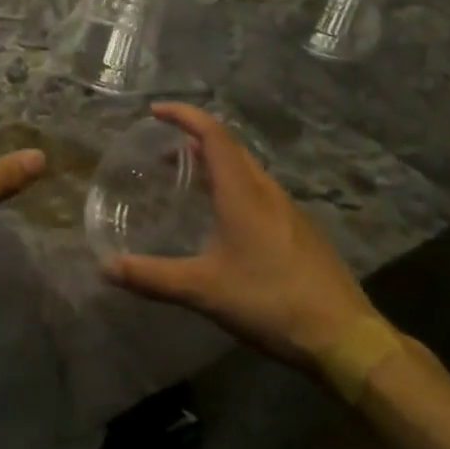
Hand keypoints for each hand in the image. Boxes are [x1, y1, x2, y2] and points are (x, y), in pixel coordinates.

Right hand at [102, 103, 376, 369]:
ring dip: (215, 163)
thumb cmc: (271, 302)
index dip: (184, 116)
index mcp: (243, 192)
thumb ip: (153, 277)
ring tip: (189, 180)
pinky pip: (258, 191)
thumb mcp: (204, 290)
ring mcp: (288, 210)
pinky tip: (225, 220)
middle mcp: (266, 191)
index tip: (156, 111)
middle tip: (163, 150)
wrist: (345, 337)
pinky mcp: (299, 231)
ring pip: (246, 170)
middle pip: (229, 147)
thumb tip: (105, 267)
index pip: (212, 134)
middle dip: (195, 139)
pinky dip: (233, 186)